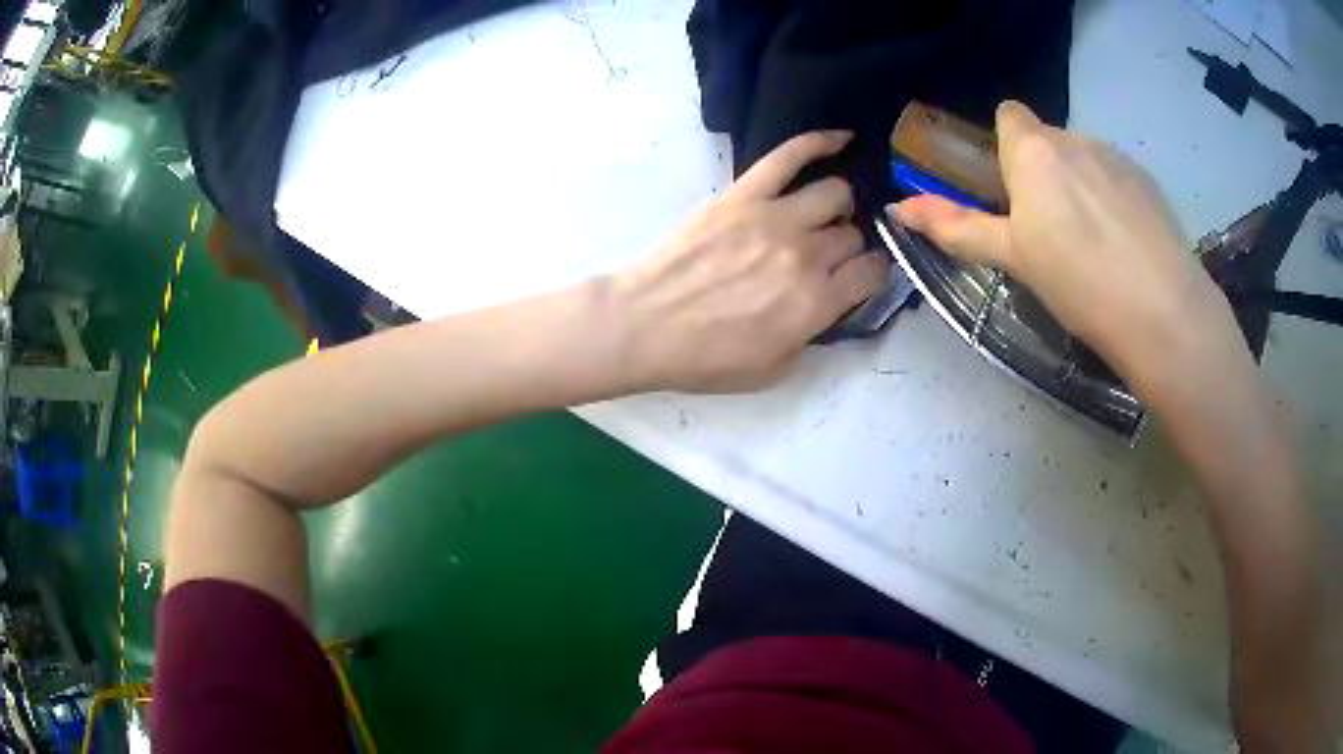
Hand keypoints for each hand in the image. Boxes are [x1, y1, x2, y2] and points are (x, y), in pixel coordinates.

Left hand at [612, 130, 889, 392]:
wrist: (645, 326)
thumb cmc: (705, 358)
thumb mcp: (773, 370)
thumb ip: (811, 334)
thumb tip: (826, 304)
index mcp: (817, 302)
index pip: (874, 272)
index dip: (873, 274)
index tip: (861, 277)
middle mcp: (806, 254)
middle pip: (852, 234)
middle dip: (847, 246)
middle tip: (827, 255)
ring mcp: (775, 217)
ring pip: (835, 192)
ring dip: (837, 205)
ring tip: (823, 214)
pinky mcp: (744, 195)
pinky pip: (789, 156)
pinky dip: (819, 142)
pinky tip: (842, 138)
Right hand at [888, 101, 1235, 385]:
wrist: (1161, 311)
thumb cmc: (1076, 282)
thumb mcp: (1012, 258)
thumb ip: (955, 227)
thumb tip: (898, 209)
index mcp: (1034, 150)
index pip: (1009, 115)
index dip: (1007, 145)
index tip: (1013, 190)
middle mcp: (1074, 139)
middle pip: (1048, 141)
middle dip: (1044, 172)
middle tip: (1050, 231)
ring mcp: (1116, 157)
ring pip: (1085, 159)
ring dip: (1079, 185)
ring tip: (1093, 245)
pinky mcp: (1148, 182)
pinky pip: (1116, 177)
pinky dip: (1112, 199)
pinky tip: (1124, 245)